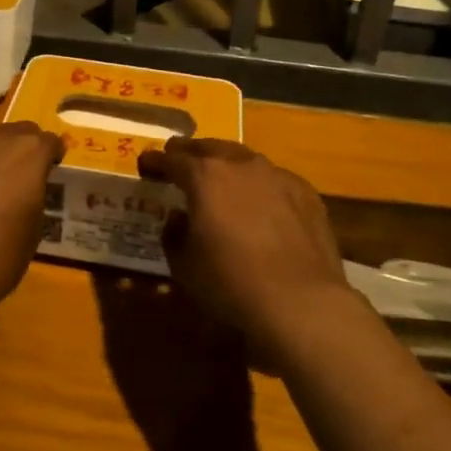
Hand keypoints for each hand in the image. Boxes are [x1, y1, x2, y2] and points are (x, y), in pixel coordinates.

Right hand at [136, 139, 349, 356]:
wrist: (300, 303)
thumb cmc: (230, 284)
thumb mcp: (183, 265)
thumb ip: (174, 234)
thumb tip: (178, 217)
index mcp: (205, 177)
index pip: (172, 160)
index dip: (155, 161)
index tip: (145, 164)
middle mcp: (241, 166)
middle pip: (209, 148)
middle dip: (190, 152)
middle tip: (179, 159)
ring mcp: (277, 176)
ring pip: (245, 159)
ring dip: (227, 164)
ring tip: (220, 177)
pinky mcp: (305, 193)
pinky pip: (274, 180)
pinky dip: (260, 185)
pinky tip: (261, 202)